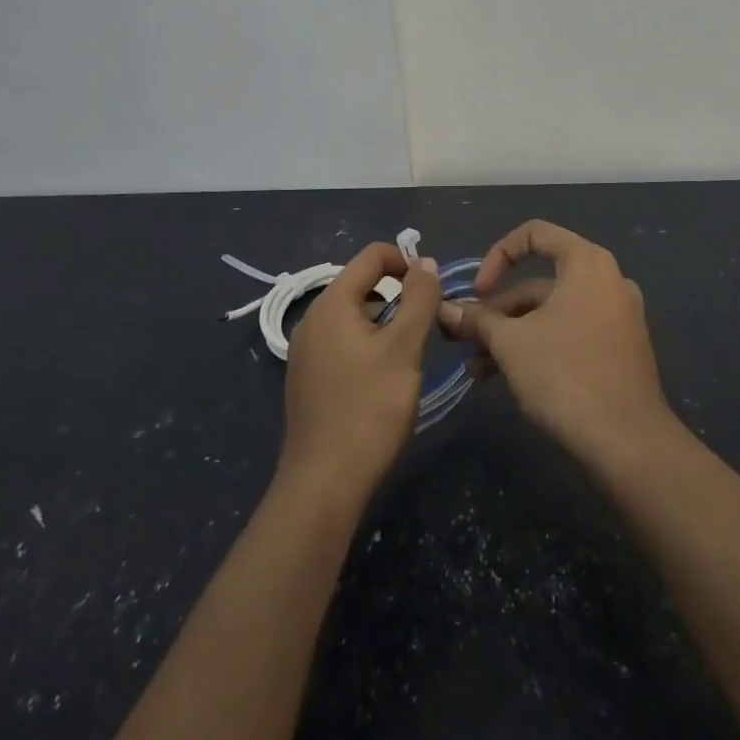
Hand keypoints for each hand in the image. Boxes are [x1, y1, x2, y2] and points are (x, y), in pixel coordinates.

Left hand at [280, 243, 440, 501]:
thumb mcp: (404, 348)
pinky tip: (382, 382)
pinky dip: (367, 347)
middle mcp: (312, 320)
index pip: (371, 256)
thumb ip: (419, 299)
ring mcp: (306, 352)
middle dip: (398, 297)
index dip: (406, 261)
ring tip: (409, 359)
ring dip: (385, 324)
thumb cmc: (369, 409)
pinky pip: (342, 344)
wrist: (324, 483)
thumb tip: (426, 261)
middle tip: (426, 329)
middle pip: (362, 286)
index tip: (433, 289)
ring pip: (354, 318)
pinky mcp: (307, 379)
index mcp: (331, 304)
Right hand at [437, 220, 674, 464]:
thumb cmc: (565, 374)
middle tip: (464, 339)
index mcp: (587, 263)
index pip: (534, 234)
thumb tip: (445, 310)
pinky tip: (506, 377)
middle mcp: (607, 281)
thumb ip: (477, 320)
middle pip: (539, 282)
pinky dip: (537, 345)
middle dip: (496, 311)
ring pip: (550, 313)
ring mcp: (616, 317)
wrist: (627, 442)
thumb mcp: (510, 343)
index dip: (497, 256)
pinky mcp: (618, 349)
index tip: (476, 292)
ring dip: (510, 334)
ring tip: (477, 369)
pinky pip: (569, 333)